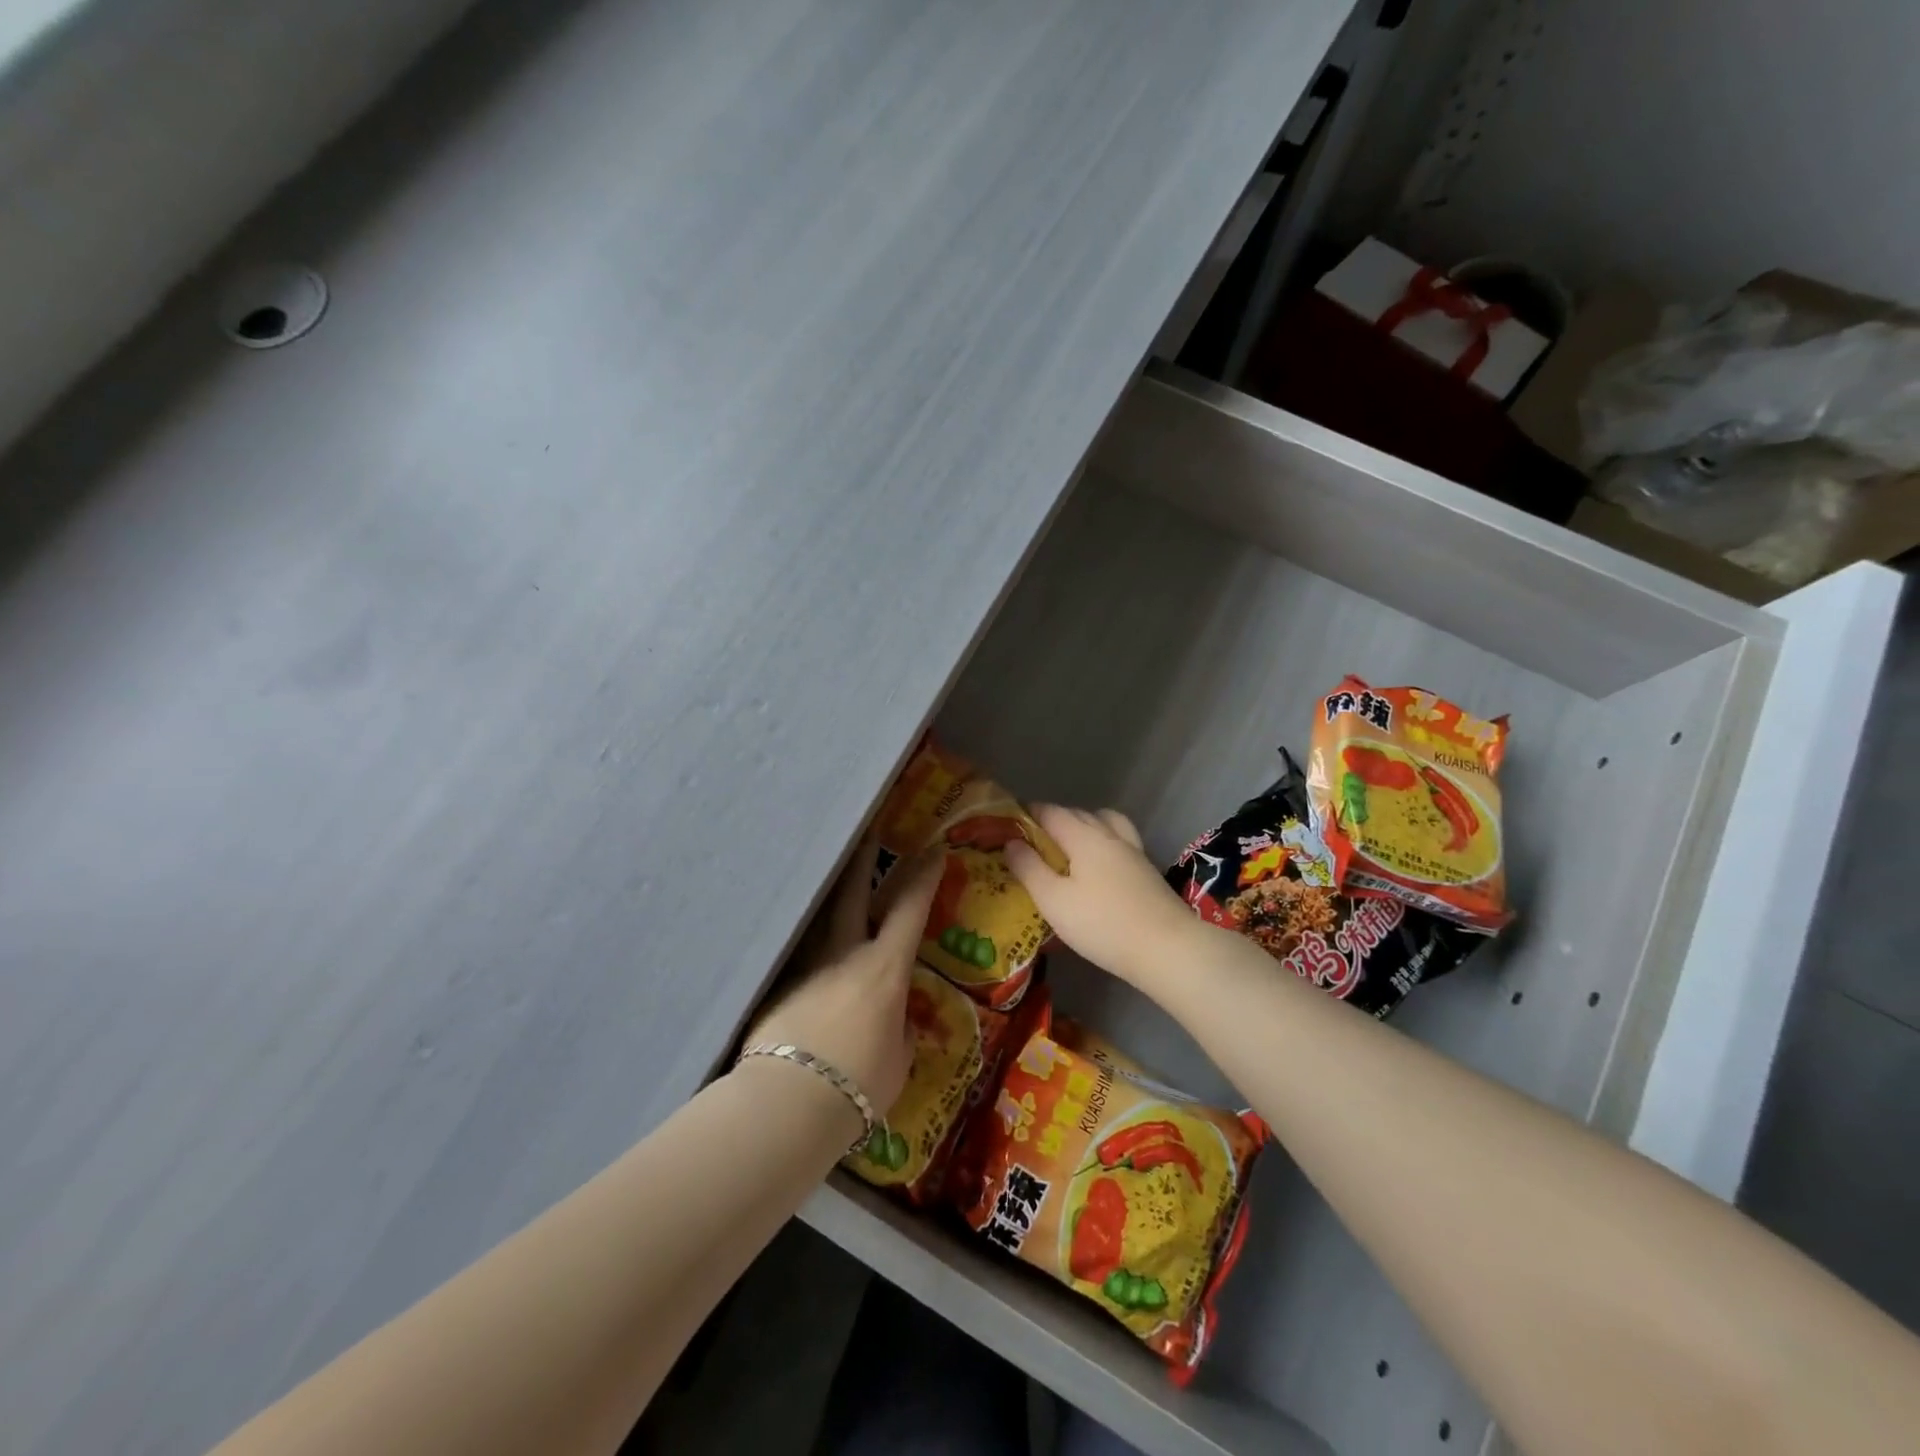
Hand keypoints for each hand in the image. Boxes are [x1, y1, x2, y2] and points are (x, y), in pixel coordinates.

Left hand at [745, 843, 940, 1118]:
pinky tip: (810, 970)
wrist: (788, 1103)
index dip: (924, 877)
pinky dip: (811, 957)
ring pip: (821, 923)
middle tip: (867, 835)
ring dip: (832, 903)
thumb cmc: (859, 1085)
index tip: (933, 850)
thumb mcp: (897, 1061)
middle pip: (853, 894)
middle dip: (863, 862)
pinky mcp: (778, 989)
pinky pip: (801, 962)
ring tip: (834, 892)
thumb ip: (897, 1032)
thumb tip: (892, 1023)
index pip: (910, 909)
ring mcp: (807, 968)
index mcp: (885, 968)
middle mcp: (845, 956)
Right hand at [1003, 806, 1202, 994]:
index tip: (1010, 824)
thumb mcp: (1053, 900)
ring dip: (1084, 825)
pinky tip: (1098, 867)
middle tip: (1033, 840)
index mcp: (1083, 836)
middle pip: (1078, 814)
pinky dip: (1103, 843)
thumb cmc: (1102, 924)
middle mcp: (1109, 835)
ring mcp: (1133, 851)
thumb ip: (1029, 869)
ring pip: (1105, 823)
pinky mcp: (1146, 871)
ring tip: (1070, 847)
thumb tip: (1010, 842)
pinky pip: (1119, 842)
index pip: (1051, 812)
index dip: (1028, 813)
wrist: (1167, 948)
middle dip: (1054, 819)